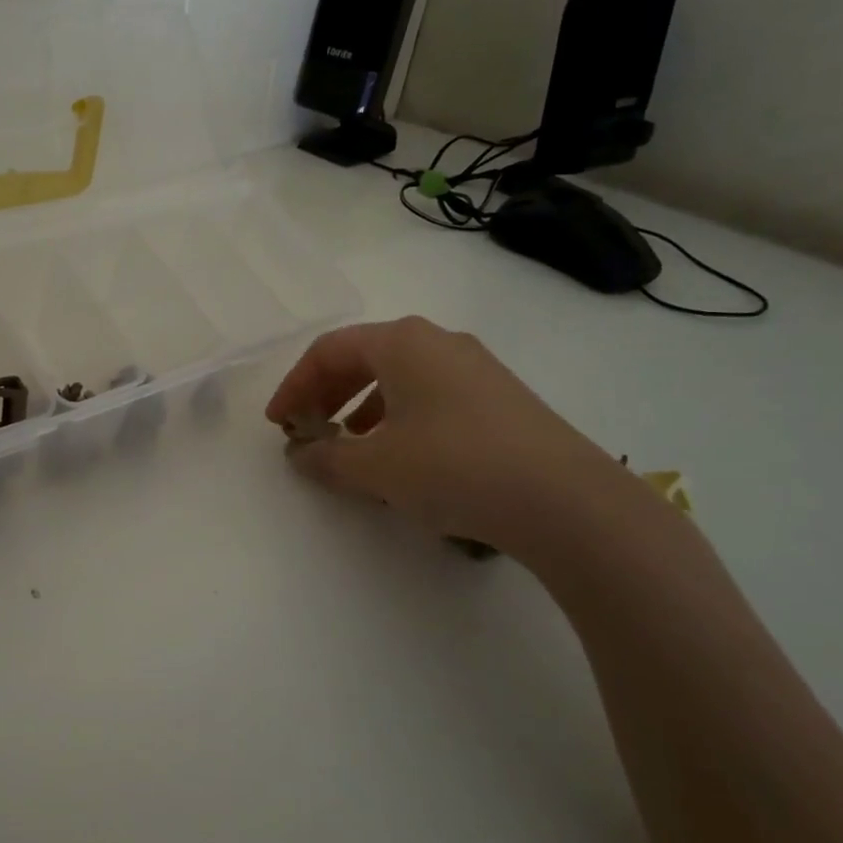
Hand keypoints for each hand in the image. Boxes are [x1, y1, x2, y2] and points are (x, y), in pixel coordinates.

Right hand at [265, 316, 633, 555]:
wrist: (565, 500)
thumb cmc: (453, 467)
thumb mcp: (375, 467)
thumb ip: (326, 458)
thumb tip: (301, 454)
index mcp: (402, 342)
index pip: (328, 350)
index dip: (294, 386)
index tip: (277, 424)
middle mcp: (438, 341)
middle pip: (363, 357)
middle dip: (326, 393)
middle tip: (307, 430)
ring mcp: (475, 366)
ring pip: (398, 376)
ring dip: (360, 406)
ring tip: (350, 445)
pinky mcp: (499, 397)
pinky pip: (429, 394)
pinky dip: (398, 416)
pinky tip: (401, 455)